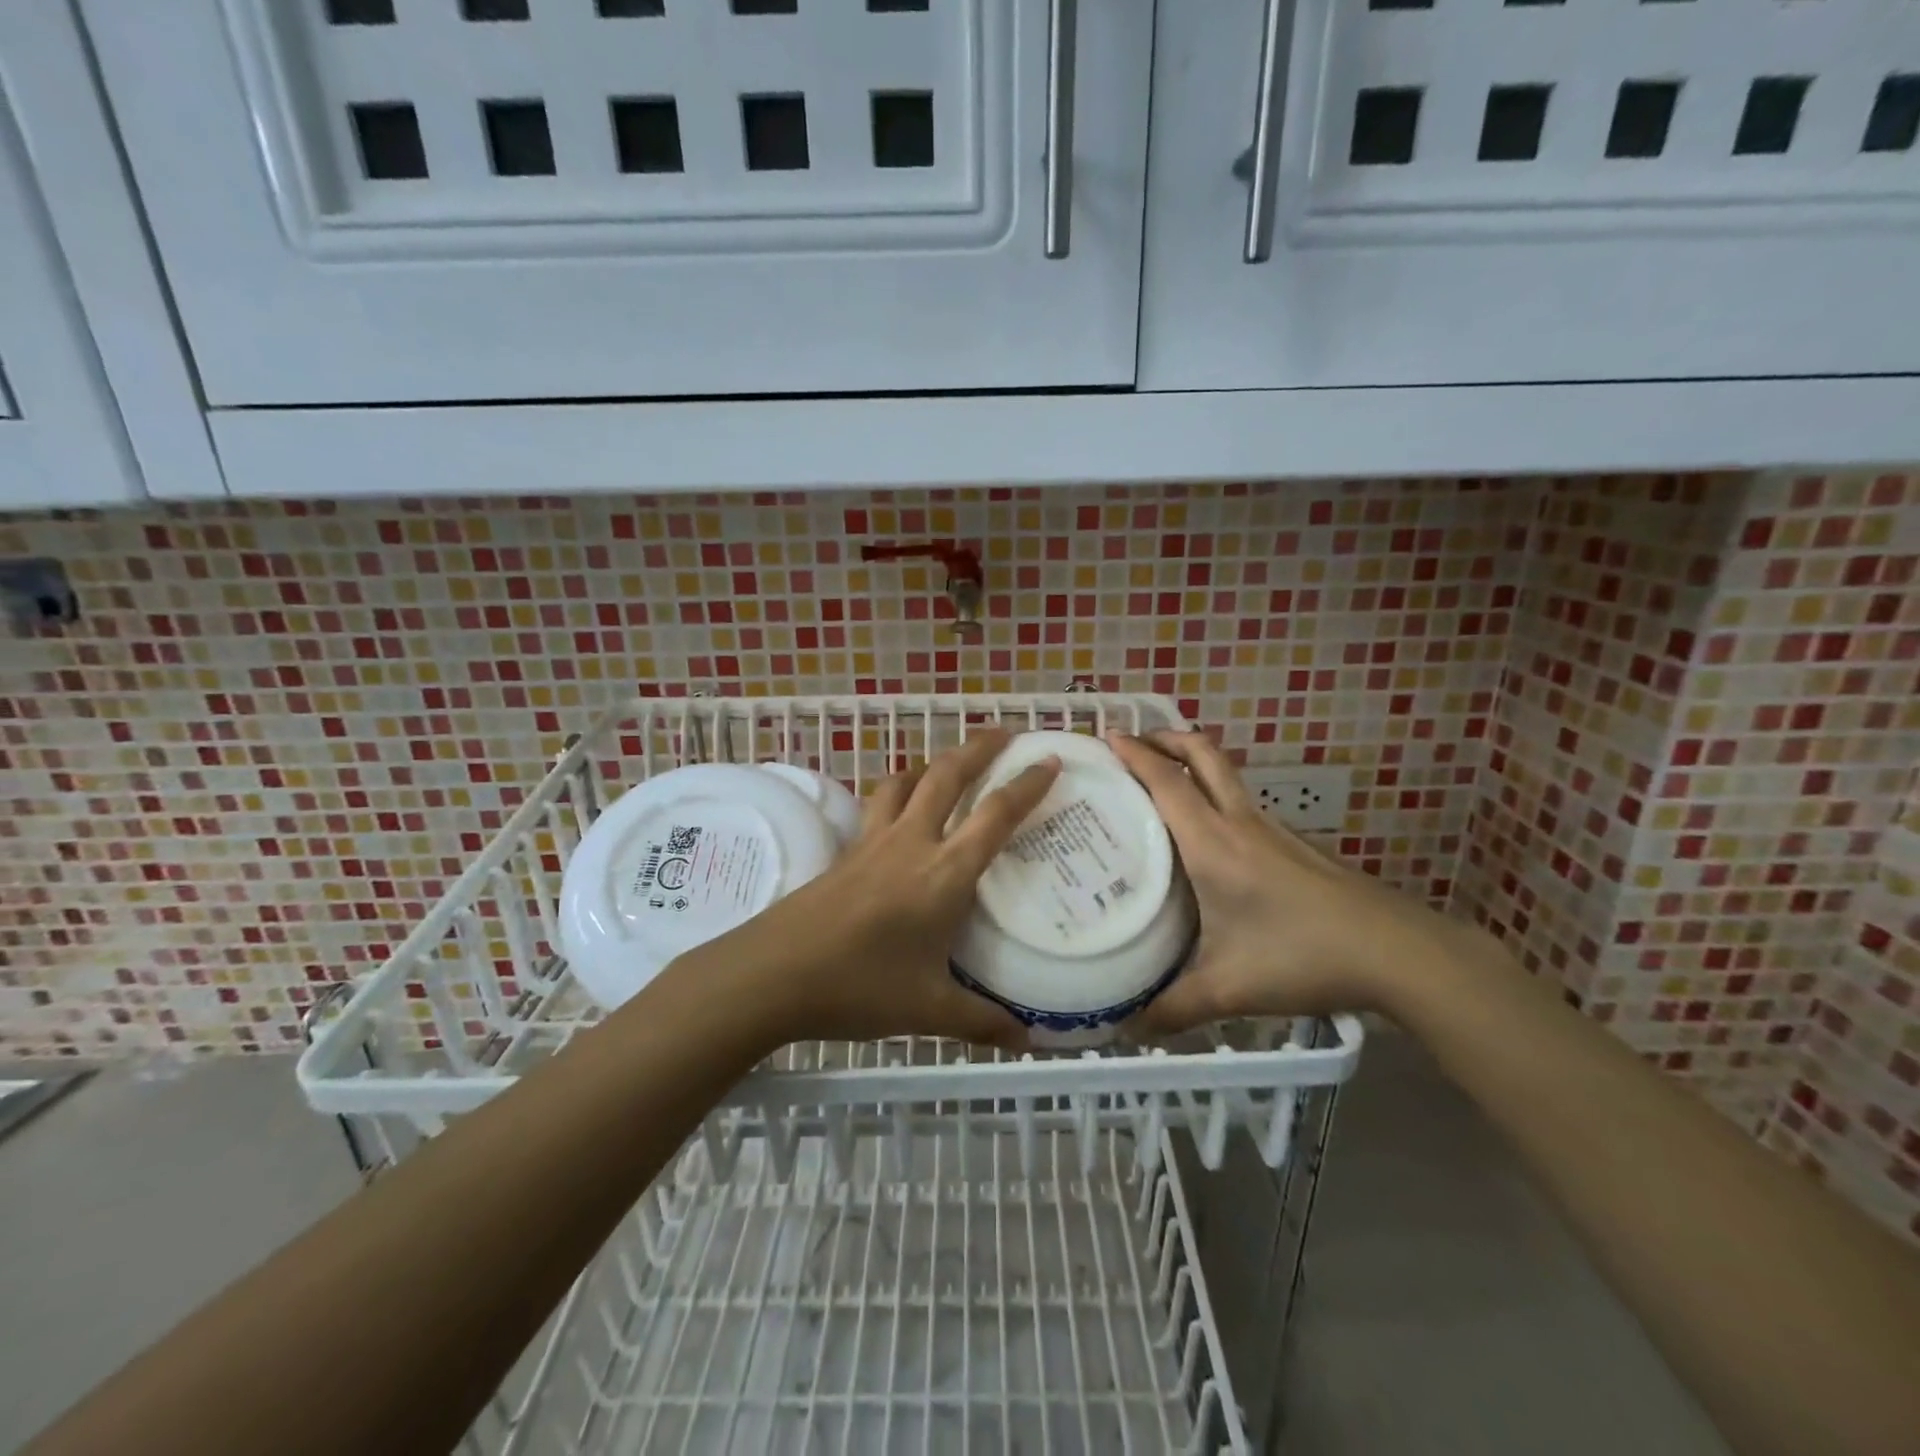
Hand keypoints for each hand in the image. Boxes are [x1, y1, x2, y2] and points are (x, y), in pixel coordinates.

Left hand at [668, 729, 1059, 1051]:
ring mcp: (874, 842)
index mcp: (944, 873)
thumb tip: (1028, 1040)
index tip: (1051, 760)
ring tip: (949, 762)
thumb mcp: (929, 1011)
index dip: (1027, 785)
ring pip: (906, 781)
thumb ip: (982, 1022)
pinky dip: (898, 790)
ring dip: (933, 762)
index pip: (995, 815)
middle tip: (1004, 733)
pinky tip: (899, 808)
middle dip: (979, 748)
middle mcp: (911, 843)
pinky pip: (879, 804)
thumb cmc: (859, 987)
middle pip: (947, 775)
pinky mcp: (846, 851)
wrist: (773, 973)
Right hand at [1107, 730, 1490, 1033]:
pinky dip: (1214, 797)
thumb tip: (1126, 1027)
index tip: (1106, 737)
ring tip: (1161, 785)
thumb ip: (1173, 1007)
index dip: (1135, 754)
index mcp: (1213, 844)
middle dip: (1166, 738)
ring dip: (1191, 764)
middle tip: (1133, 742)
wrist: (1399, 953)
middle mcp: (1241, 824)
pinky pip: (1242, 804)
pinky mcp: (1295, 846)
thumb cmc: (1304, 957)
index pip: (1166, 782)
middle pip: (1203, 755)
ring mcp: (1273, 831)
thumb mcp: (1229, 988)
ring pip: (1226, 776)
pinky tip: (1210, 839)